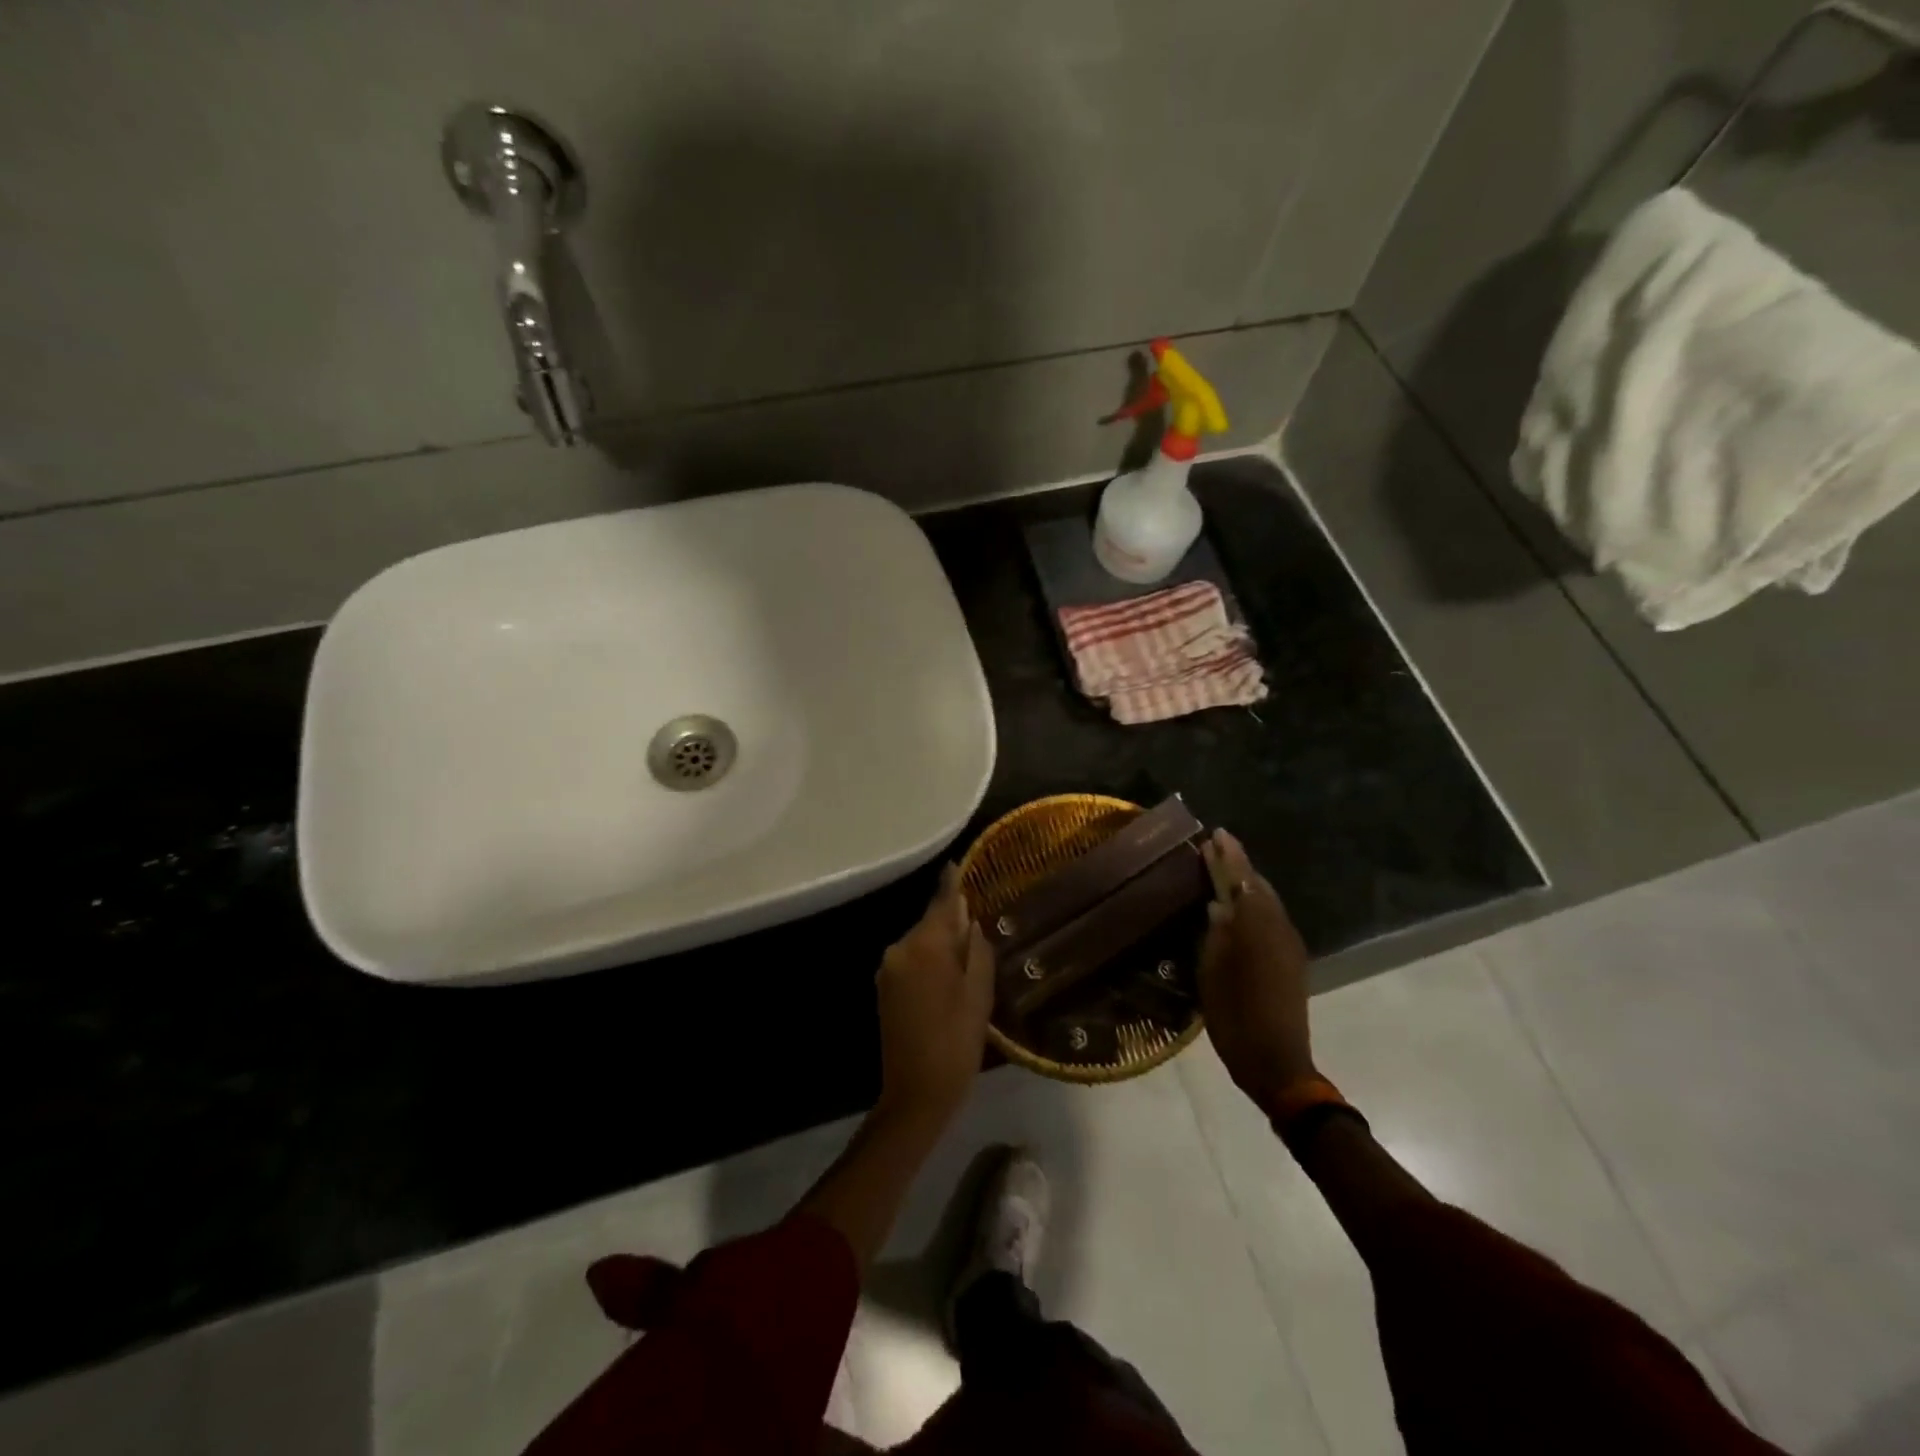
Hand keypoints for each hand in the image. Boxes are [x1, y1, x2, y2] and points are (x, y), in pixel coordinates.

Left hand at [875, 865, 993, 1126]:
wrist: (915, 1094)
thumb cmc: (956, 1042)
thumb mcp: (979, 994)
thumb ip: (977, 949)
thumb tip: (971, 920)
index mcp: (924, 947)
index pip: (941, 904)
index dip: (952, 884)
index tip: (957, 864)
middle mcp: (899, 949)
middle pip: (931, 923)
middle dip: (953, 921)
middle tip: (981, 924)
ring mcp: (888, 970)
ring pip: (922, 943)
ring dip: (943, 944)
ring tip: (971, 953)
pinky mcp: (885, 988)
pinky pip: (913, 960)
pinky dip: (931, 961)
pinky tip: (950, 976)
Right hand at [1198, 830, 1316, 1115]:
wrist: (1278, 1064)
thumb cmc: (1235, 1018)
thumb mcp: (1212, 974)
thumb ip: (1215, 935)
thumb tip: (1217, 907)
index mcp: (1256, 928)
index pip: (1241, 881)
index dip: (1228, 856)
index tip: (1217, 833)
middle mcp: (1278, 929)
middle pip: (1258, 887)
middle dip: (1238, 867)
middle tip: (1215, 850)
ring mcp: (1289, 946)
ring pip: (1267, 903)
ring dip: (1247, 886)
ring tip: (1223, 873)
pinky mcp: (1292, 961)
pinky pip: (1271, 919)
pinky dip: (1254, 906)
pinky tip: (1238, 910)